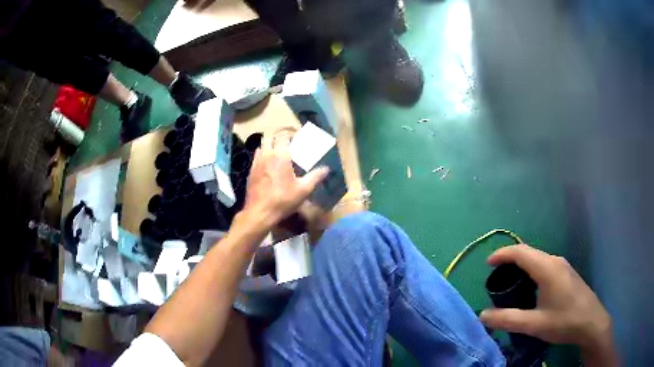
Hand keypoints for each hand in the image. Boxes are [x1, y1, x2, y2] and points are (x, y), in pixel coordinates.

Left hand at [240, 132, 328, 230]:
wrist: (259, 213)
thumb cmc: (283, 200)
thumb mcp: (303, 190)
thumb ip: (315, 177)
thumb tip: (326, 169)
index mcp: (280, 155)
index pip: (283, 135)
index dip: (290, 133)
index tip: (297, 136)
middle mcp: (266, 155)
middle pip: (269, 137)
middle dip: (277, 137)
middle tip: (287, 143)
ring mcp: (256, 163)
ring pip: (261, 146)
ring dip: (269, 145)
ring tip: (277, 153)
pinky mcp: (250, 172)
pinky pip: (256, 157)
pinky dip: (263, 156)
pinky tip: (268, 166)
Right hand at [479, 245, 612, 350]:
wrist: (591, 323)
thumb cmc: (564, 321)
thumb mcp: (534, 324)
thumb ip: (507, 319)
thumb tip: (482, 316)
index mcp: (547, 268)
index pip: (520, 252)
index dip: (502, 254)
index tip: (487, 264)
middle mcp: (555, 261)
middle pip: (529, 253)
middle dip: (510, 261)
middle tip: (496, 278)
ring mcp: (563, 266)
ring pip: (538, 259)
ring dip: (522, 266)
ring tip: (510, 284)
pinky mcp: (567, 274)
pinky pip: (545, 265)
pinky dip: (532, 271)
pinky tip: (531, 289)